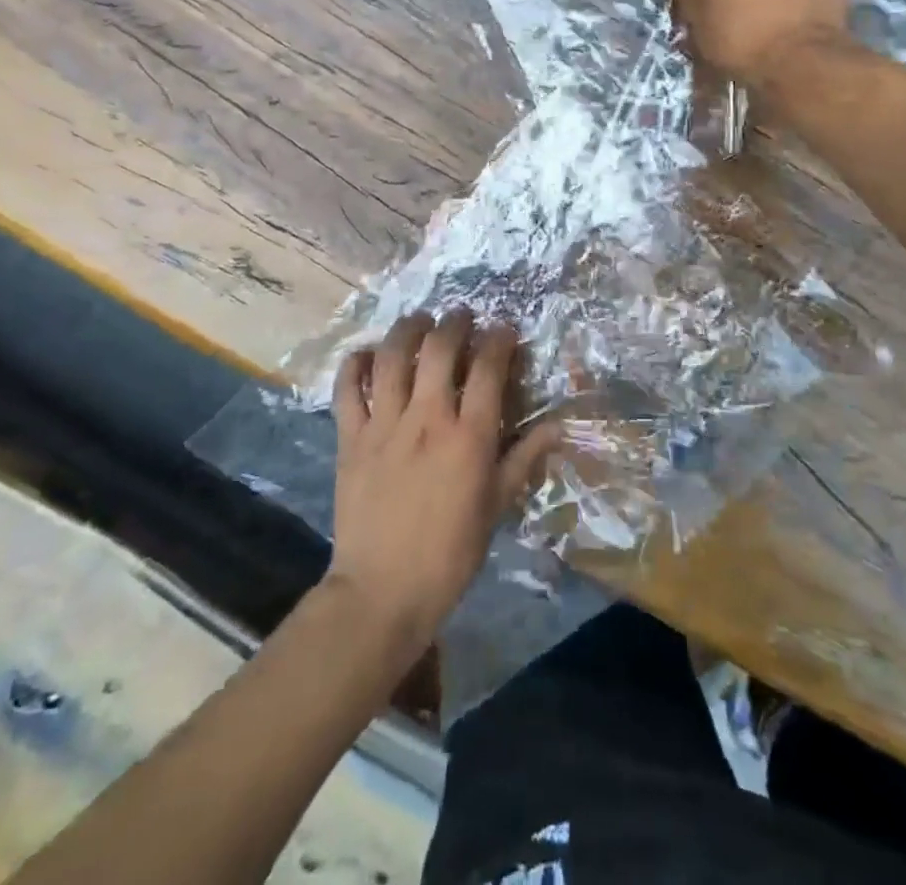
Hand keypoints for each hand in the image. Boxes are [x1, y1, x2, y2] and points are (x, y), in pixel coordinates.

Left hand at [326, 311, 560, 651]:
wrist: (382, 591)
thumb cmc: (450, 553)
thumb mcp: (497, 506)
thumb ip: (524, 459)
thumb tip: (557, 426)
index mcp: (469, 437)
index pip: (489, 369)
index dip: (499, 340)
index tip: (503, 329)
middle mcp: (427, 419)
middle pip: (440, 349)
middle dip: (454, 323)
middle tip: (461, 316)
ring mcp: (384, 425)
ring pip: (393, 357)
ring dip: (408, 330)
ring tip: (418, 320)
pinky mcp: (351, 438)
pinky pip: (348, 388)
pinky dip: (355, 364)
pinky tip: (367, 354)